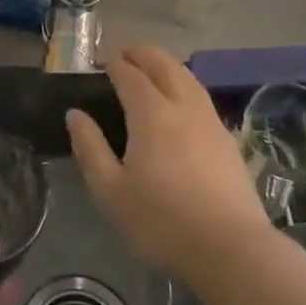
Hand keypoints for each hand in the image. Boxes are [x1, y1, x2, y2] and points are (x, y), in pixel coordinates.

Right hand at [66, 43, 272, 280]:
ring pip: (188, 78)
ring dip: (167, 66)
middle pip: (164, 65)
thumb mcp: (111, 191)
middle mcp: (183, 106)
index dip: (114, 65)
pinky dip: (186, 86)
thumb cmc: (161, 222)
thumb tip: (75, 114)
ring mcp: (210, 121)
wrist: (231, 250)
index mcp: (151, 113)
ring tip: (154, 70)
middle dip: (143, 54)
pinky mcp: (228, 141)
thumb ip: (90, 148)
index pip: (130, 75)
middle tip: (126, 55)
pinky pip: (202, 98)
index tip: (102, 65)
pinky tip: (183, 104)